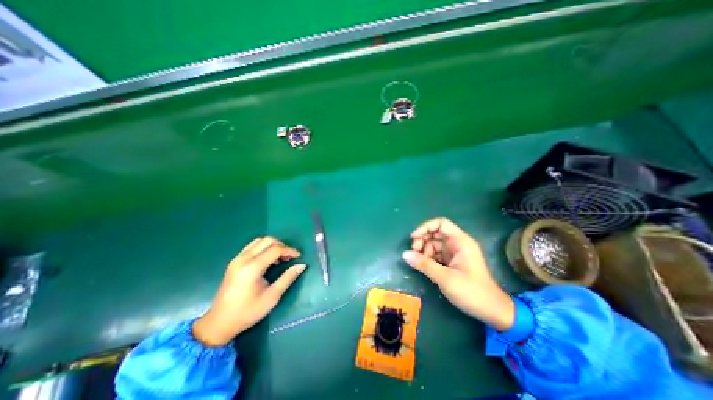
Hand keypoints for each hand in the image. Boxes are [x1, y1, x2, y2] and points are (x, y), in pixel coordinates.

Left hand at [193, 237, 306, 345]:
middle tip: (289, 257)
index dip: (289, 250)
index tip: (298, 256)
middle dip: (281, 245)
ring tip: (279, 258)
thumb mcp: (272, 297)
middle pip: (267, 240)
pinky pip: (252, 246)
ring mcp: (237, 259)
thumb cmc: (248, 312)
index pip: (275, 249)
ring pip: (259, 241)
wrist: (219, 323)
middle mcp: (243, 259)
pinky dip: (263, 248)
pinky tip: (268, 260)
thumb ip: (288, 278)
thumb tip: (302, 265)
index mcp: (252, 268)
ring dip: (272, 245)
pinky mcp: (234, 261)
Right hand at [400, 217, 511, 329]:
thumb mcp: (445, 278)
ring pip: (434, 244)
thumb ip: (424, 264)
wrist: (492, 312)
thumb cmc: (472, 292)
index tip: (413, 238)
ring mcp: (455, 253)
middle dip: (422, 240)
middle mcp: (457, 244)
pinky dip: (428, 259)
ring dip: (424, 251)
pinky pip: (436, 254)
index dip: (425, 227)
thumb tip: (404, 254)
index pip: (440, 223)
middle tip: (414, 253)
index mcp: (460, 241)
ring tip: (419, 263)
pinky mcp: (452, 262)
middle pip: (435, 233)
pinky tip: (425, 267)